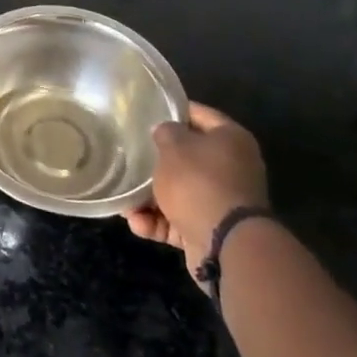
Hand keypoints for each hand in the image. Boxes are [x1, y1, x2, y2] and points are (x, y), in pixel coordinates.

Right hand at [125, 102, 267, 272]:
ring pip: (179, 191)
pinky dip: (158, 222)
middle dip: (156, 161)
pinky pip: (179, 219)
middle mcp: (231, 168)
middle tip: (130, 157)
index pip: (199, 114)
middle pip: (187, 157)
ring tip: (125, 201)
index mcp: (231, 139)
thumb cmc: (198, 182)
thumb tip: (165, 132)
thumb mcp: (173, 147)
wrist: (226, 245)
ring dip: (150, 197)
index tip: (146, 112)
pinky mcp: (210, 230)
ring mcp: (222, 201)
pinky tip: (136, 222)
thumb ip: (165, 133)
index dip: (172, 111)